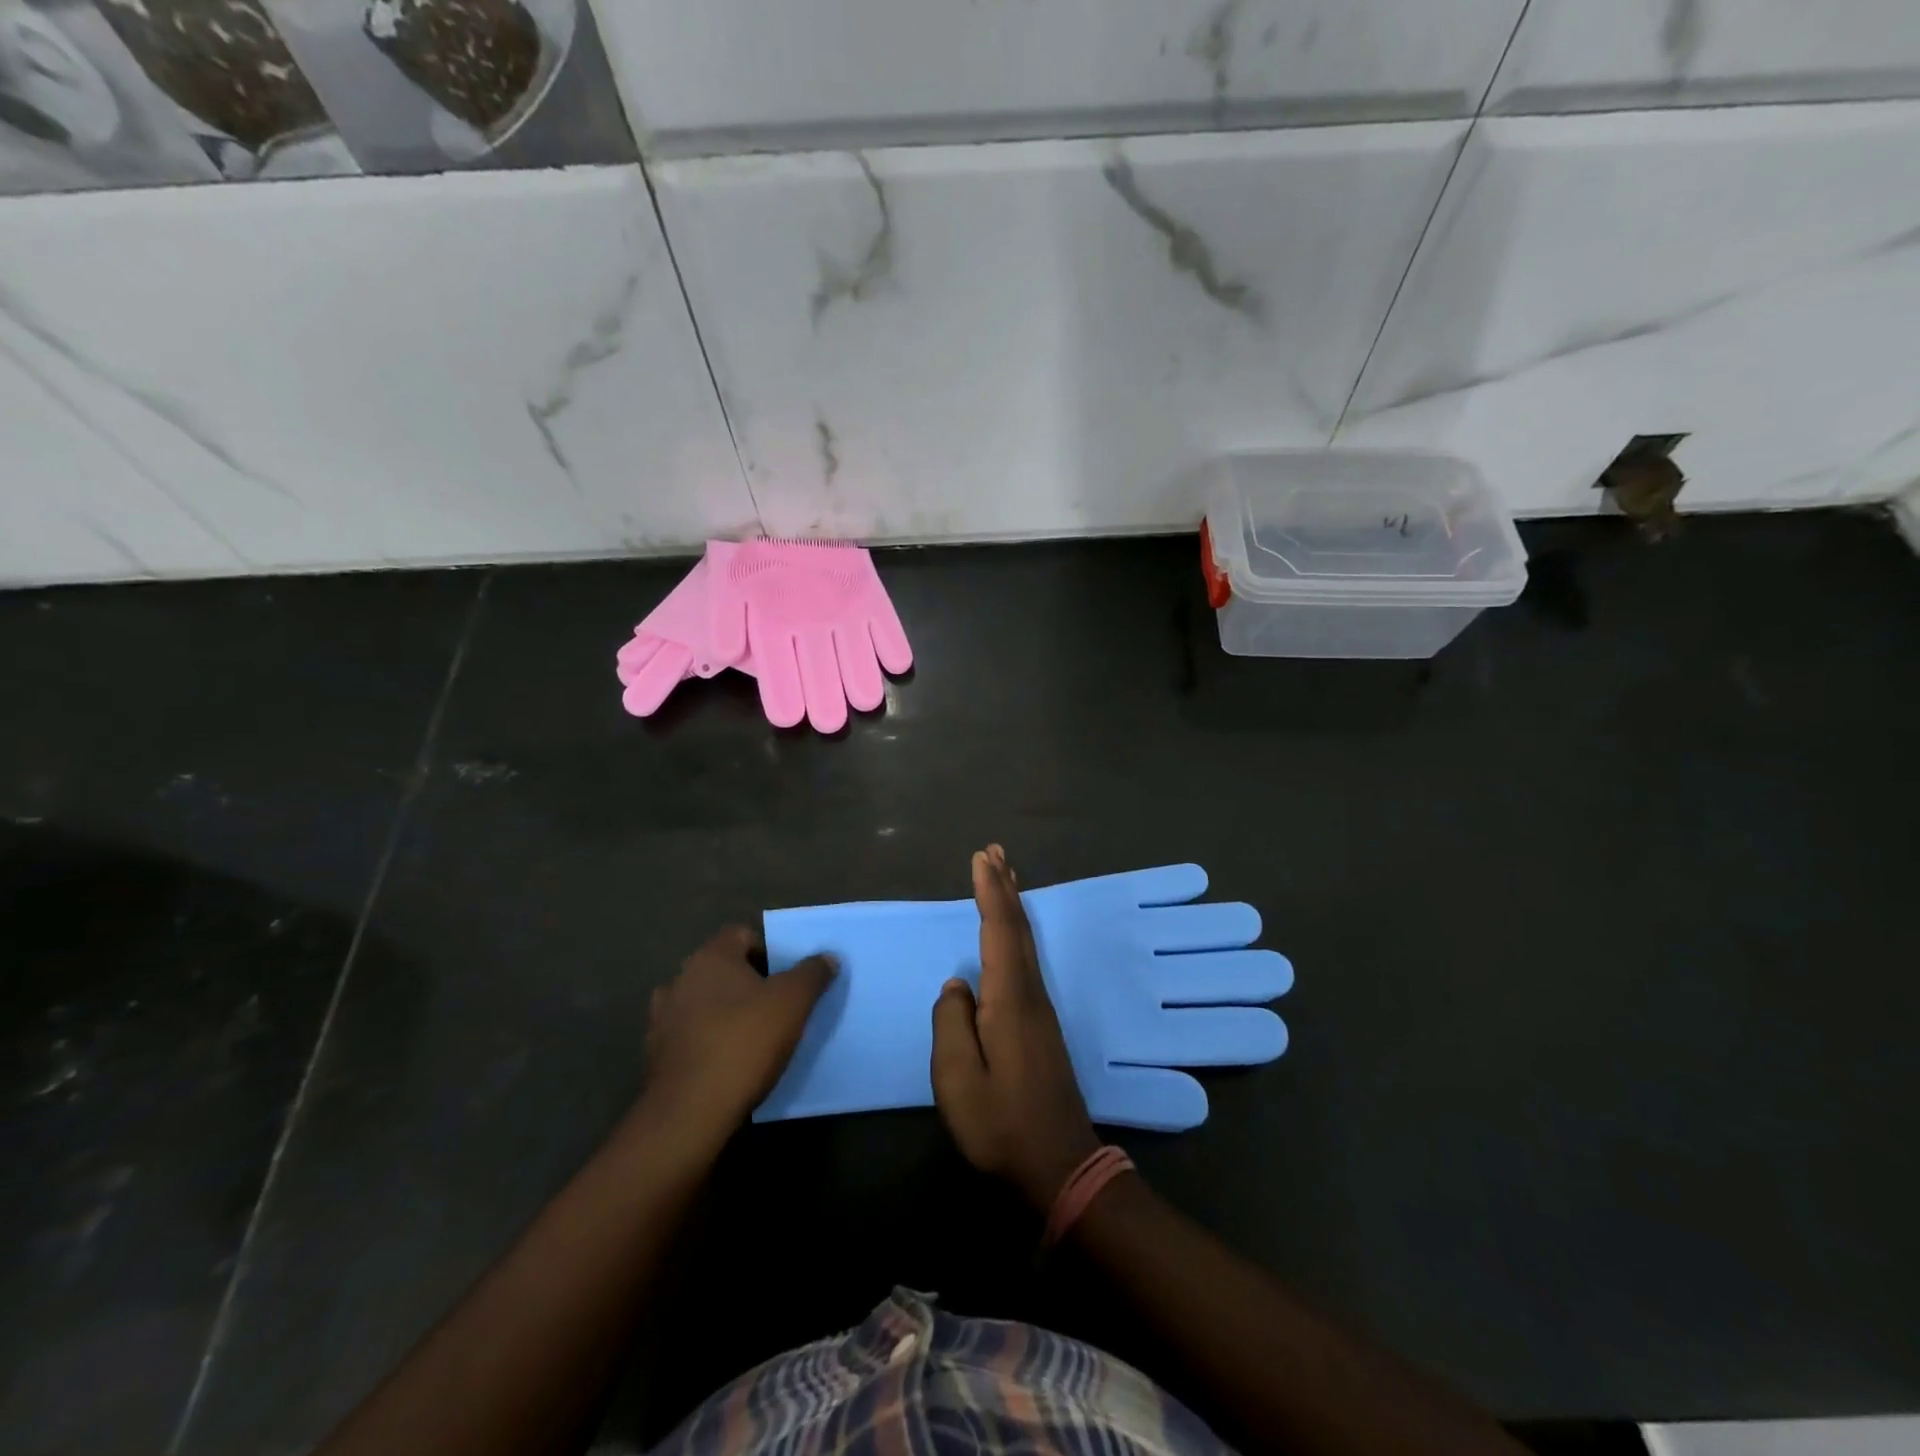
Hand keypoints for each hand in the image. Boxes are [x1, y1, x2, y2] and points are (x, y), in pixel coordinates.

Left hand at [642, 927, 836, 1146]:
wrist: (690, 1114)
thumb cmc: (744, 1042)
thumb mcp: (793, 1002)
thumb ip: (812, 973)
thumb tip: (826, 957)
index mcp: (710, 957)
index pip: (741, 934)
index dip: (768, 949)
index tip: (787, 975)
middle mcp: (680, 979)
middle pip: (722, 969)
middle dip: (749, 982)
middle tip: (777, 1004)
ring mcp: (662, 1019)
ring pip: (704, 1003)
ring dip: (725, 1012)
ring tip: (753, 1034)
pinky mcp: (656, 1056)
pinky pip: (691, 1036)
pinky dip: (709, 1041)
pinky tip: (729, 1062)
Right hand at [931, 846, 1100, 1208]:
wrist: (1059, 1166)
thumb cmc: (1002, 1126)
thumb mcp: (959, 1082)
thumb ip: (952, 1026)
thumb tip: (957, 987)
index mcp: (1010, 1001)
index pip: (999, 932)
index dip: (990, 892)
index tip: (981, 857)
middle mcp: (1030, 994)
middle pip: (1018, 929)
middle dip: (1006, 887)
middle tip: (995, 852)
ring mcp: (1040, 1009)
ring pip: (1025, 943)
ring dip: (1013, 905)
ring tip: (1004, 877)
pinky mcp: (1041, 1025)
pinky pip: (1026, 960)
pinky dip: (1016, 933)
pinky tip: (1011, 936)